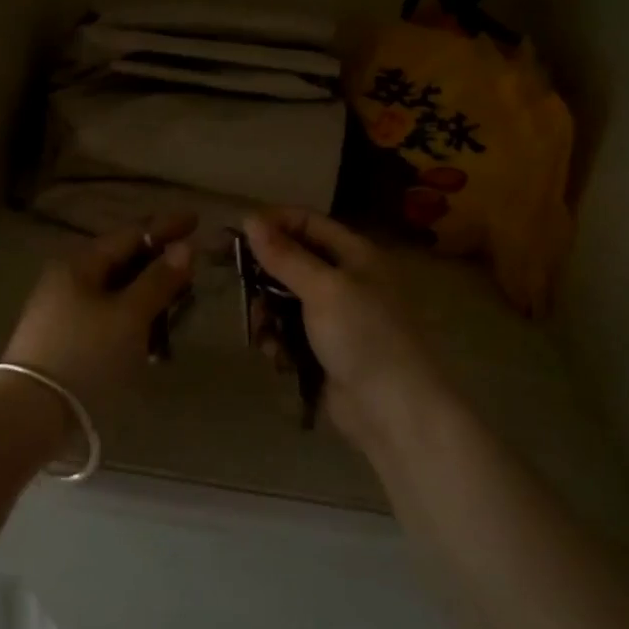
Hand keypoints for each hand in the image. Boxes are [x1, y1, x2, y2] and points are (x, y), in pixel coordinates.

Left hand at [2, 215, 196, 425]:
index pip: (130, 234)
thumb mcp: (129, 316)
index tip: (197, 219)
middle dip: (158, 262)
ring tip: (178, 302)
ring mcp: (63, 309)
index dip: (166, 227)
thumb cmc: (85, 356)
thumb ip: (158, 280)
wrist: (30, 413)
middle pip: (122, 261)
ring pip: (116, 290)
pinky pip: (108, 315)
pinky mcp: (65, 338)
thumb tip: (185, 248)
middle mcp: (68, 278)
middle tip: (192, 265)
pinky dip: (133, 318)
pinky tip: (152, 335)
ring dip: (148, 293)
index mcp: (80, 263)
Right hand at [244, 208, 448, 454]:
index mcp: (354, 255)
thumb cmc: (363, 337)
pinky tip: (277, 356)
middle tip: (237, 286)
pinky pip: (289, 332)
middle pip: (291, 261)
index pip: (306, 222)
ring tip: (262, 332)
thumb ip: (285, 255)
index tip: (234, 235)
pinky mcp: (323, 348)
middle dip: (262, 275)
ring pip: (284, 299)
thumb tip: (250, 218)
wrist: (394, 410)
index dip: (271, 223)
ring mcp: (334, 316)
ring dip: (267, 313)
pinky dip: (278, 341)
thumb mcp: (323, 289)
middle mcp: (344, 279)